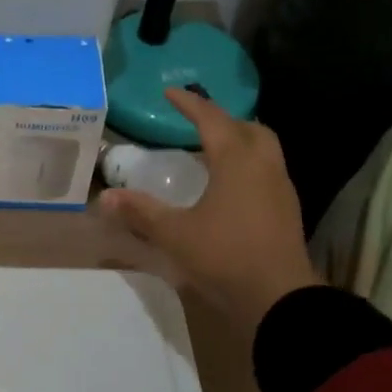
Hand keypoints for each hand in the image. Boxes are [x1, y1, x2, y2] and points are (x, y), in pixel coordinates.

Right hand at [99, 89, 321, 332]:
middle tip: (197, 125)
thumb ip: (140, 212)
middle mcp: (264, 165)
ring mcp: (281, 187)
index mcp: (237, 160)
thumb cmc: (225, 256)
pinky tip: (230, 188)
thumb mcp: (175, 234)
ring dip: (239, 143)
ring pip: (263, 149)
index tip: (169, 92)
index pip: (211, 119)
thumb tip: (104, 197)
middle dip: (222, 121)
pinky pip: (267, 172)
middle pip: (247, 128)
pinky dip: (247, 166)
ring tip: (212, 154)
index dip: (189, 103)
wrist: (279, 299)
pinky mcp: (287, 210)